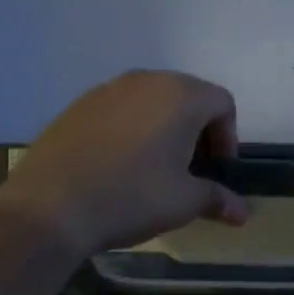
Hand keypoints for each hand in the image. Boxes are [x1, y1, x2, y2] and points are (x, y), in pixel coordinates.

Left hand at [0, 70, 248, 256]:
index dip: (228, 137)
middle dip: (198, 130)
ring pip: (152, 100)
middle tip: (191, 169)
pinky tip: (119, 165)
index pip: (222, 102)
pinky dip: (131, 129)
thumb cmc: (131, 197)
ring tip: (155, 167)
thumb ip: (217, 199)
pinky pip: (120, 109)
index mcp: (180, 96)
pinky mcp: (78, 105)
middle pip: (188, 96)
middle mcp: (146, 80)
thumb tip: (242, 213)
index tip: (216, 170)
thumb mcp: (183, 201)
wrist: (51, 206)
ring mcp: (108, 89)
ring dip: (164, 128)